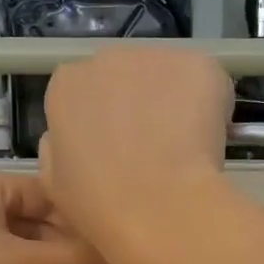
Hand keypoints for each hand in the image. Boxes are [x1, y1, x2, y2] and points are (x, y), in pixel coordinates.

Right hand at [38, 46, 235, 263]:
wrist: (158, 206)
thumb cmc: (99, 202)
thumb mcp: (53, 181)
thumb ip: (58, 146)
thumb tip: (74, 135)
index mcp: (66, 85)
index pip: (83, 91)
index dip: (103, 121)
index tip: (115, 149)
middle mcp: (107, 58)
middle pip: (125, 76)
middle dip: (137, 104)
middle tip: (151, 149)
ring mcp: (156, 56)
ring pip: (168, 77)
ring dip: (174, 103)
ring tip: (182, 148)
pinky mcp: (200, 64)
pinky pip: (206, 83)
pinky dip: (210, 105)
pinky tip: (206, 140)